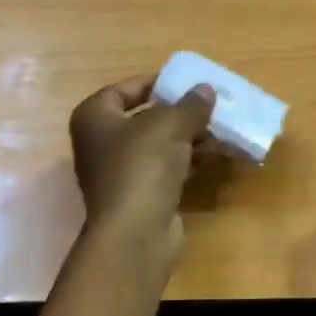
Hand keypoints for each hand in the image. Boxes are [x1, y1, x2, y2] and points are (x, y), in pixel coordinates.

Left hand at [69, 76, 214, 272]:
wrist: (136, 231)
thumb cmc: (143, 166)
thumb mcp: (170, 125)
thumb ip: (190, 105)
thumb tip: (206, 89)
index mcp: (94, 118)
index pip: (123, 89)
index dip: (155, 83)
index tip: (186, 84)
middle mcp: (101, 143)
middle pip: (145, 118)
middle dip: (180, 113)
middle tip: (211, 107)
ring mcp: (120, 172)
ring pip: (160, 146)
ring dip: (190, 138)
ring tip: (221, 131)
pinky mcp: (141, 195)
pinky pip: (167, 169)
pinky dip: (188, 161)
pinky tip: (214, 157)